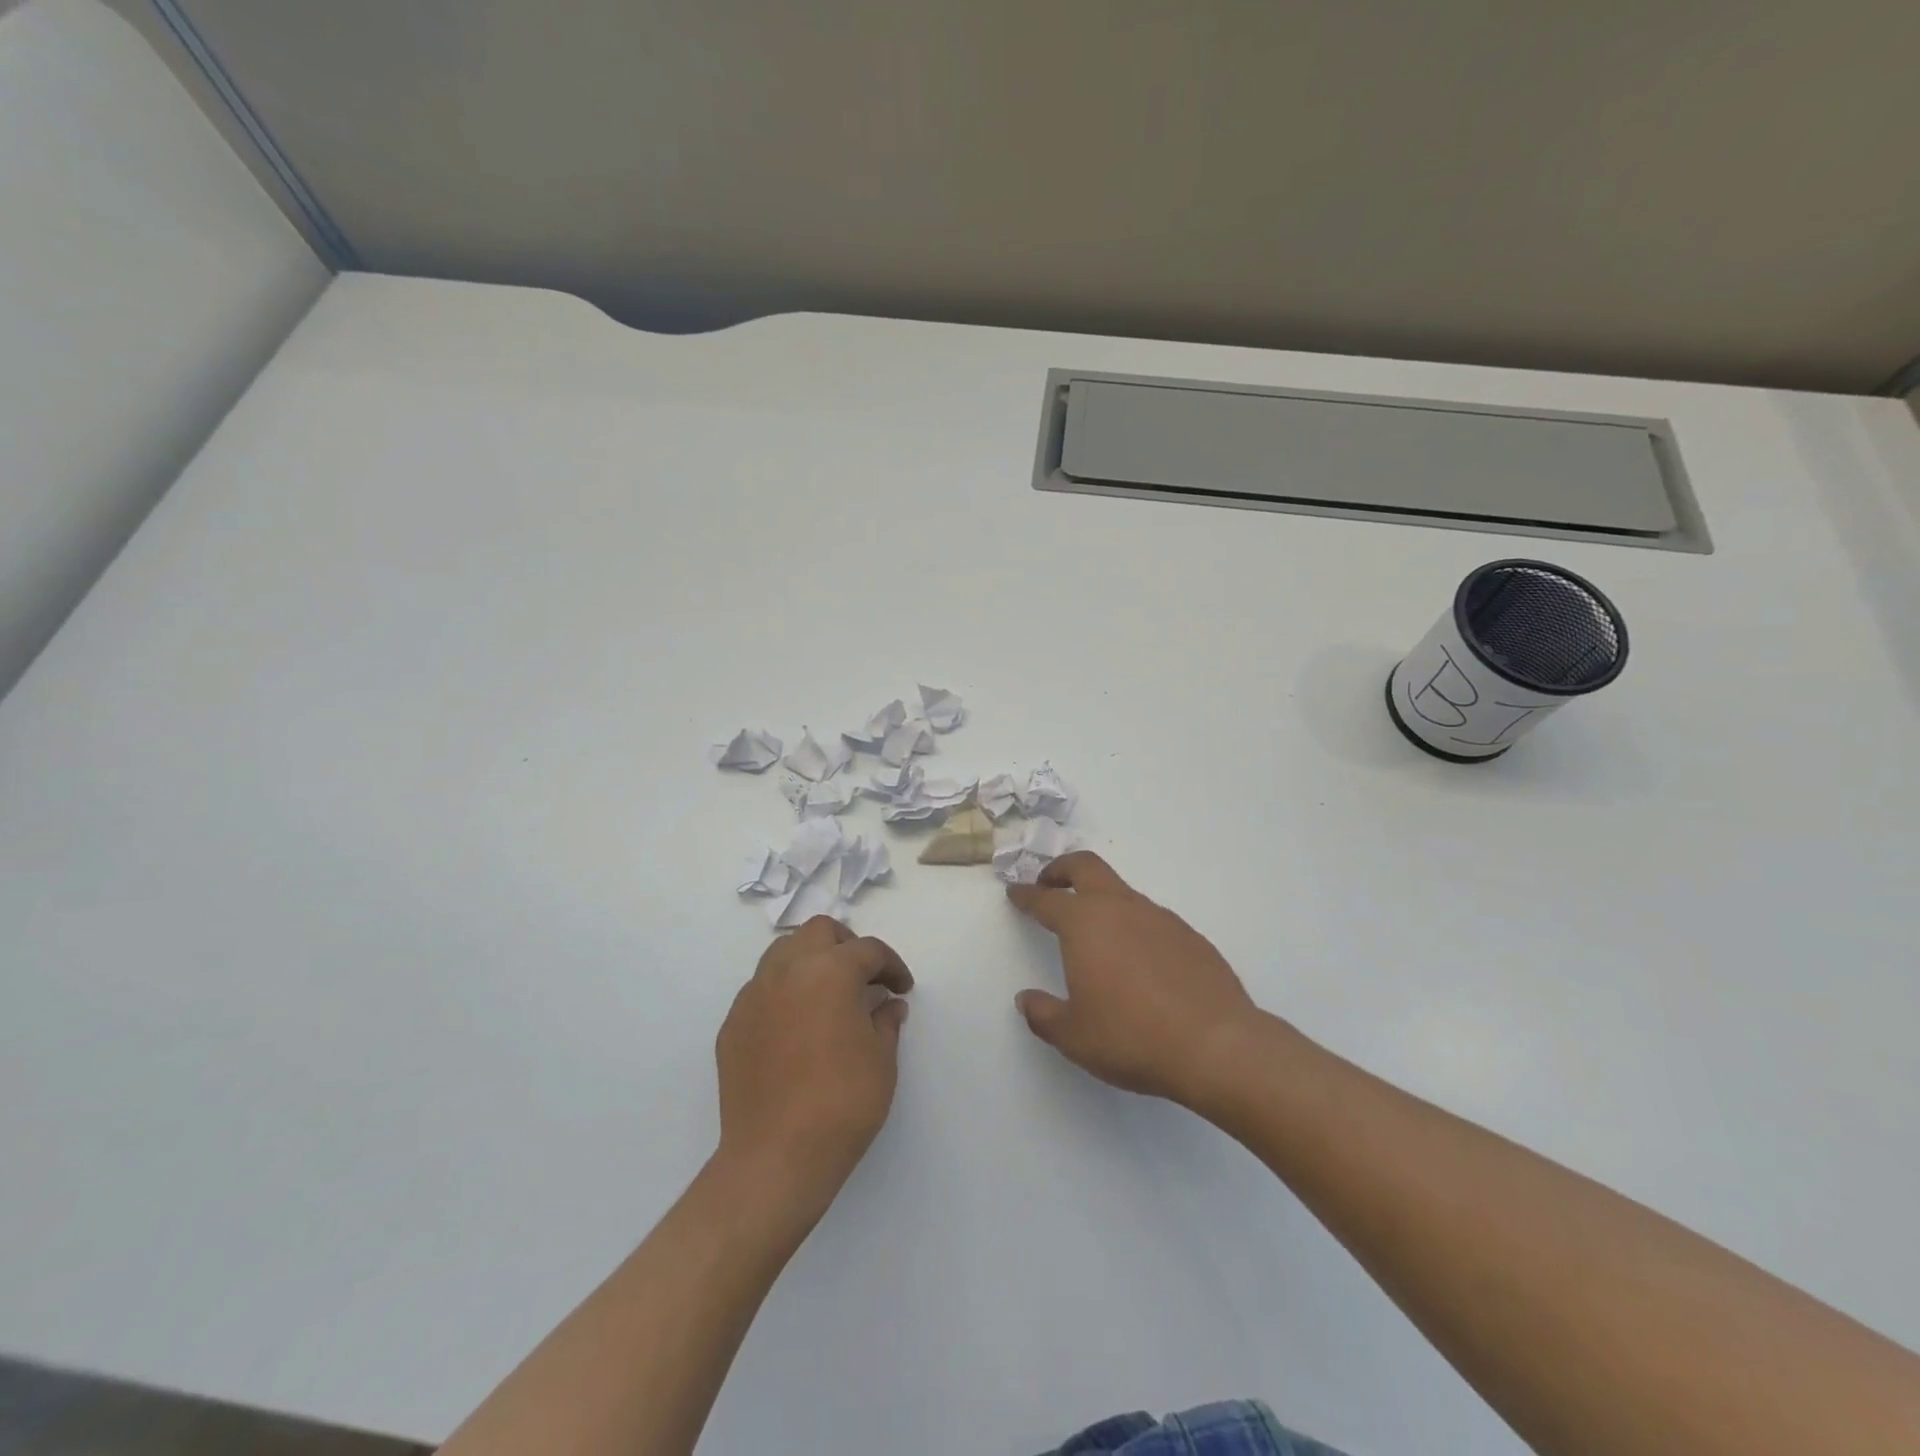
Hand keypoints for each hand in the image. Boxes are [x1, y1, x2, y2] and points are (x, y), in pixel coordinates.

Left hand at [714, 917, 912, 1216]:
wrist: (776, 1157)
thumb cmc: (842, 1102)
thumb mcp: (882, 1060)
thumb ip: (886, 1021)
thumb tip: (888, 1004)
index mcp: (830, 971)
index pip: (868, 950)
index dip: (891, 966)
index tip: (902, 988)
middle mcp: (787, 970)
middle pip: (819, 932)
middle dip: (846, 946)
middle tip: (864, 978)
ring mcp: (754, 996)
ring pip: (783, 953)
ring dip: (810, 961)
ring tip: (828, 995)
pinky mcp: (732, 1024)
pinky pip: (761, 989)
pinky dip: (784, 992)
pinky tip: (797, 1027)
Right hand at [1008, 852, 1261, 1108]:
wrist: (1216, 1046)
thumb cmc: (1131, 1037)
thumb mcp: (1073, 1035)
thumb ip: (1043, 1014)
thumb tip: (1027, 999)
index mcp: (1085, 924)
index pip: (1046, 900)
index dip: (1026, 895)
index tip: (1015, 892)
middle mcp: (1121, 909)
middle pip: (1086, 867)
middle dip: (1062, 869)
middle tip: (1049, 883)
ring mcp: (1160, 918)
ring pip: (1122, 892)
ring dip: (1101, 899)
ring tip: (1095, 932)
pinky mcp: (1190, 936)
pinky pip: (1152, 919)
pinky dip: (1134, 926)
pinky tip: (1138, 960)